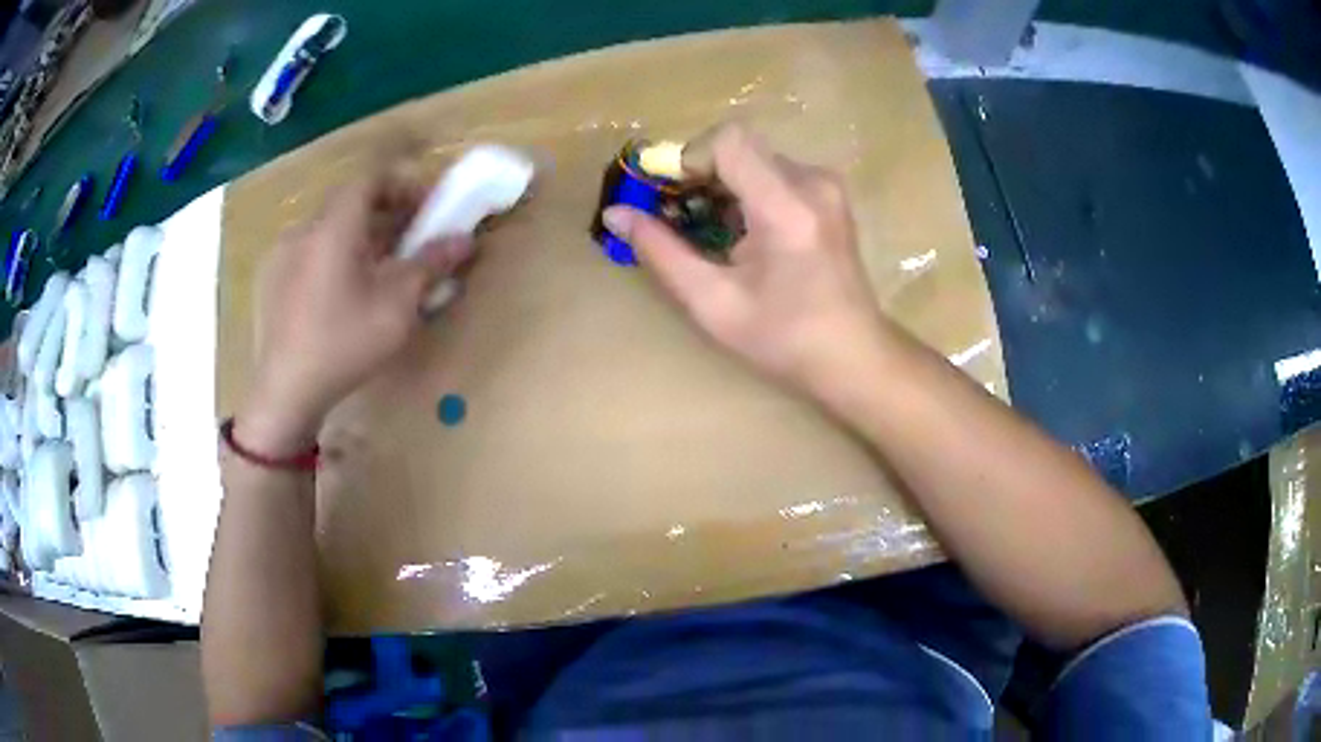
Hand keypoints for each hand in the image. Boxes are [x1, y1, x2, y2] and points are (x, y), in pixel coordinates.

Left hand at [240, 166, 472, 452]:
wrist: (285, 393)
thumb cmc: (344, 344)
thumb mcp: (397, 306)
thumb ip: (430, 264)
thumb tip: (464, 239)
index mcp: (334, 226)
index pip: (370, 177)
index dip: (402, 185)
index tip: (425, 208)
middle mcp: (304, 229)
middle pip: (349, 202)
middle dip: (384, 211)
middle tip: (409, 239)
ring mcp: (282, 254)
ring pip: (328, 227)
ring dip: (359, 234)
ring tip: (377, 269)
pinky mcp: (271, 280)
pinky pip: (309, 250)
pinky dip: (333, 254)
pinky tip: (341, 292)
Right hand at [603, 124, 891, 393]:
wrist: (853, 356)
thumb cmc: (784, 339)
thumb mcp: (713, 303)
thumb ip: (661, 253)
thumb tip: (616, 214)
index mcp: (787, 207)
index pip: (729, 141)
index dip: (688, 158)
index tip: (668, 196)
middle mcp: (812, 183)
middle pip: (740, 146)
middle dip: (700, 174)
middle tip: (679, 216)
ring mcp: (826, 187)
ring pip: (755, 158)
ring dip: (722, 184)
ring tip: (710, 231)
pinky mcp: (829, 196)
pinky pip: (775, 173)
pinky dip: (746, 191)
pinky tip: (741, 233)